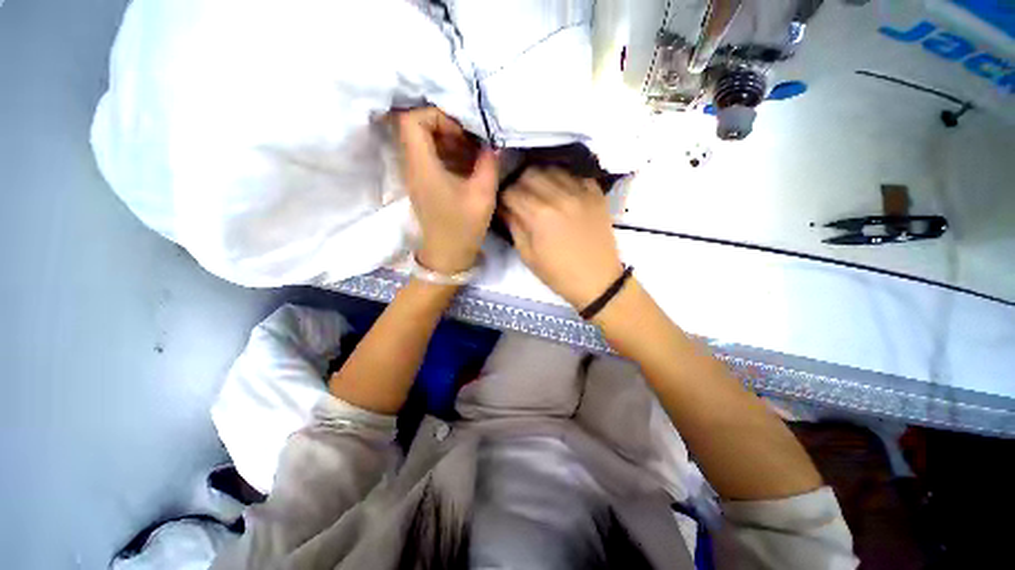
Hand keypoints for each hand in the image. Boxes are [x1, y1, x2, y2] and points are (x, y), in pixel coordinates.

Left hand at [394, 107, 497, 274]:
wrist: (447, 255)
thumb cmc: (463, 227)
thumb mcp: (482, 195)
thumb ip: (489, 164)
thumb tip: (492, 144)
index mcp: (422, 166)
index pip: (411, 120)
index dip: (437, 116)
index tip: (461, 132)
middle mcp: (413, 166)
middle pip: (417, 127)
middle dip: (447, 127)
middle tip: (472, 140)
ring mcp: (417, 175)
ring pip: (425, 142)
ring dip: (450, 141)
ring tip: (474, 152)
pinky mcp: (424, 184)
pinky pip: (431, 157)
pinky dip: (449, 154)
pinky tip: (469, 165)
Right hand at [501, 168, 624, 308]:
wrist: (598, 280)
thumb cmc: (558, 274)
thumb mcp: (528, 255)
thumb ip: (514, 226)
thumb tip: (505, 207)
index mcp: (539, 215)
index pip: (512, 191)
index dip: (503, 196)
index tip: (504, 204)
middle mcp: (560, 196)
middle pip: (530, 173)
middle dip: (519, 183)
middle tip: (520, 197)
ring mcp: (581, 192)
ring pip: (552, 169)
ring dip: (540, 178)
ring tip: (539, 192)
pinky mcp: (596, 193)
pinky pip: (575, 174)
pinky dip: (563, 179)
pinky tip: (561, 192)